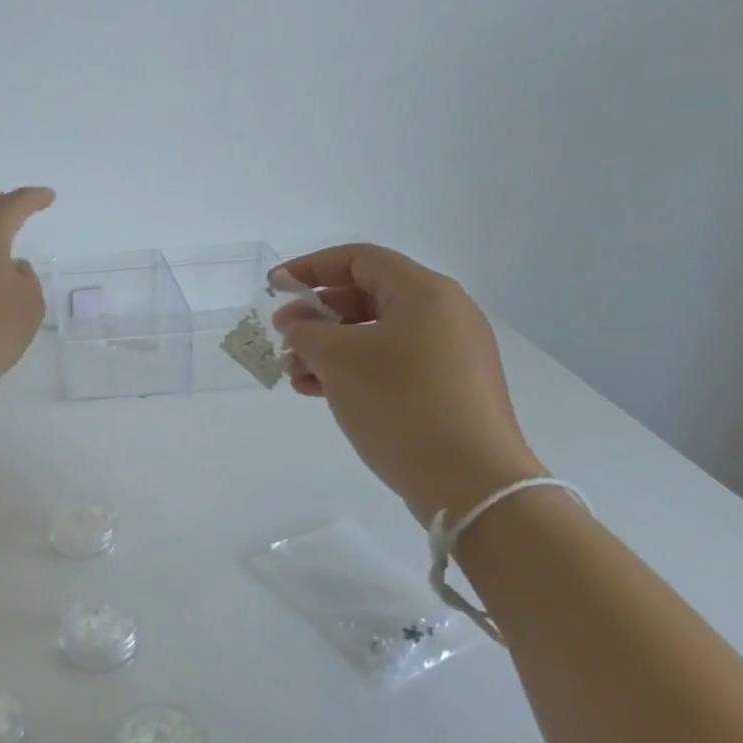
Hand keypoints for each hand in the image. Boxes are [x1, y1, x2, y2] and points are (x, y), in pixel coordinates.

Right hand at [273, 244, 544, 525]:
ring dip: (328, 348)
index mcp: (424, 292)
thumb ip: (306, 330)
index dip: (309, 268)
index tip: (272, 288)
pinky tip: (319, 391)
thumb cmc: (400, 403)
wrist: (470, 482)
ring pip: (375, 334)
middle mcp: (443, 313)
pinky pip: (391, 363)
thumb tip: (296, 322)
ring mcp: (450, 353)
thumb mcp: (338, 359)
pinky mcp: (448, 388)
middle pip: (366, 296)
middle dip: (317, 315)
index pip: (357, 259)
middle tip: (283, 338)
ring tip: (294, 374)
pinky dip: (353, 369)